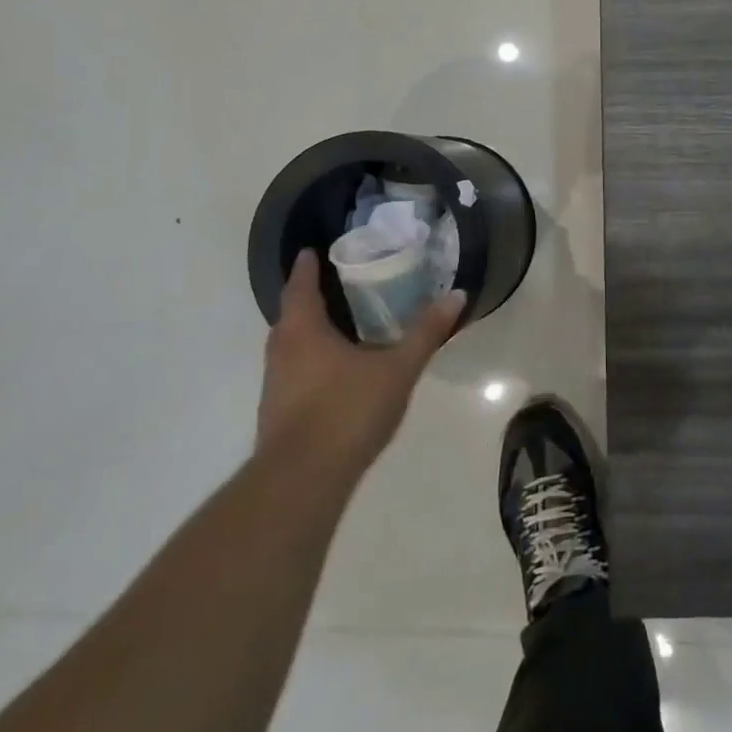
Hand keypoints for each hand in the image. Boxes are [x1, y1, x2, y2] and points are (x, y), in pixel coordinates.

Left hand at [257, 249, 465, 473]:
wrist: (302, 480)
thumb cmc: (347, 410)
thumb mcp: (398, 368)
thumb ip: (426, 332)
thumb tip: (457, 294)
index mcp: (304, 330)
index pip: (300, 286)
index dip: (305, 267)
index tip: (309, 251)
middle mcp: (282, 351)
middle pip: (291, 316)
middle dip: (308, 299)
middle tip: (335, 285)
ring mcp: (275, 384)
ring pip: (289, 346)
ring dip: (308, 332)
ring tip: (339, 325)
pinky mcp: (277, 413)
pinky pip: (293, 371)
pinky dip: (310, 361)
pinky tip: (335, 372)